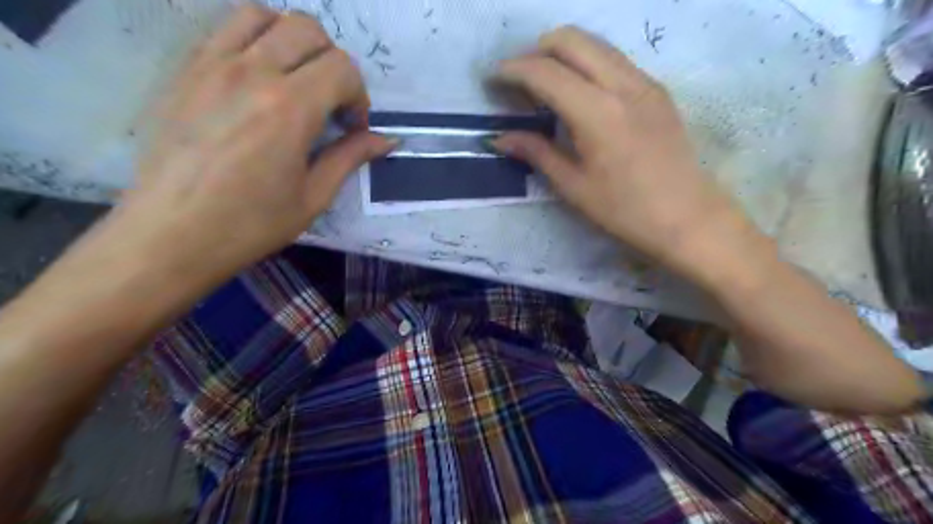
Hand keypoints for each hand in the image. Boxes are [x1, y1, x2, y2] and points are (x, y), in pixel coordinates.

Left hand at [111, 5, 392, 289]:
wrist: (170, 234)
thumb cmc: (250, 224)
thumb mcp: (313, 197)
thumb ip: (350, 158)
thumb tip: (387, 140)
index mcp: (289, 109)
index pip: (342, 68)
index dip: (359, 96)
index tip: (353, 127)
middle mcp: (252, 72)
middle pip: (308, 30)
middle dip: (333, 63)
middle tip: (330, 102)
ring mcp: (212, 64)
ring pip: (264, 15)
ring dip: (293, 39)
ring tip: (296, 78)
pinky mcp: (185, 69)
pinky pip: (225, 28)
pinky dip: (255, 38)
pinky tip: (259, 77)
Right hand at [495, 26, 748, 277]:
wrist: (688, 217)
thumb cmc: (625, 210)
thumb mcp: (573, 186)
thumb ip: (536, 153)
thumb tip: (499, 139)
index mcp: (597, 113)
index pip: (545, 72)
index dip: (513, 70)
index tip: (493, 78)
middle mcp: (622, 84)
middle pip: (571, 39)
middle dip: (536, 50)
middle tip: (518, 79)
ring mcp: (644, 82)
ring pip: (595, 43)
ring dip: (563, 53)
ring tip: (545, 84)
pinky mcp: (657, 89)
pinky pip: (614, 59)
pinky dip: (587, 63)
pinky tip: (579, 93)